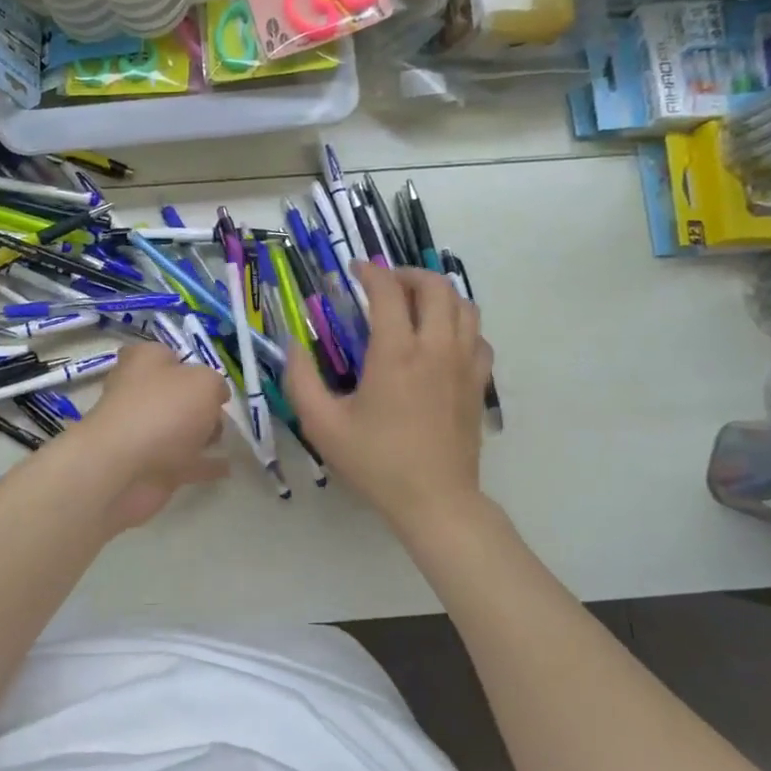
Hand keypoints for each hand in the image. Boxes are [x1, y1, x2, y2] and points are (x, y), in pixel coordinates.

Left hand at [75, 341, 229, 532]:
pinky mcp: (150, 465)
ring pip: (178, 429)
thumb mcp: (204, 382)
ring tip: (226, 438)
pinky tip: (227, 467)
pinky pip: (185, 462)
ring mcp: (142, 432)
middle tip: (219, 412)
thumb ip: (215, 384)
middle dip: (197, 403)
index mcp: (144, 362)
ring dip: (200, 434)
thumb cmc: (164, 409)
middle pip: (173, 394)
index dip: (186, 363)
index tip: (208, 379)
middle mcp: (139, 393)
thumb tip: (216, 395)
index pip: (163, 354)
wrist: (124, 468)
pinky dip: (203, 464)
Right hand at [284, 263, 492, 535]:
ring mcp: (464, 364)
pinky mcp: (478, 382)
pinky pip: (478, 337)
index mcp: (396, 353)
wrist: (435, 500)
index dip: (371, 272)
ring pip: (464, 306)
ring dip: (438, 295)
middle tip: (387, 284)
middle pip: (436, 286)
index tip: (355, 271)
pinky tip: (442, 340)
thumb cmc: (375, 462)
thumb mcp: (322, 424)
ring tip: (415, 305)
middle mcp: (436, 348)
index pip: (388, 291)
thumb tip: (292, 344)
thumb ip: (300, 379)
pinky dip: (461, 325)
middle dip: (409, 274)